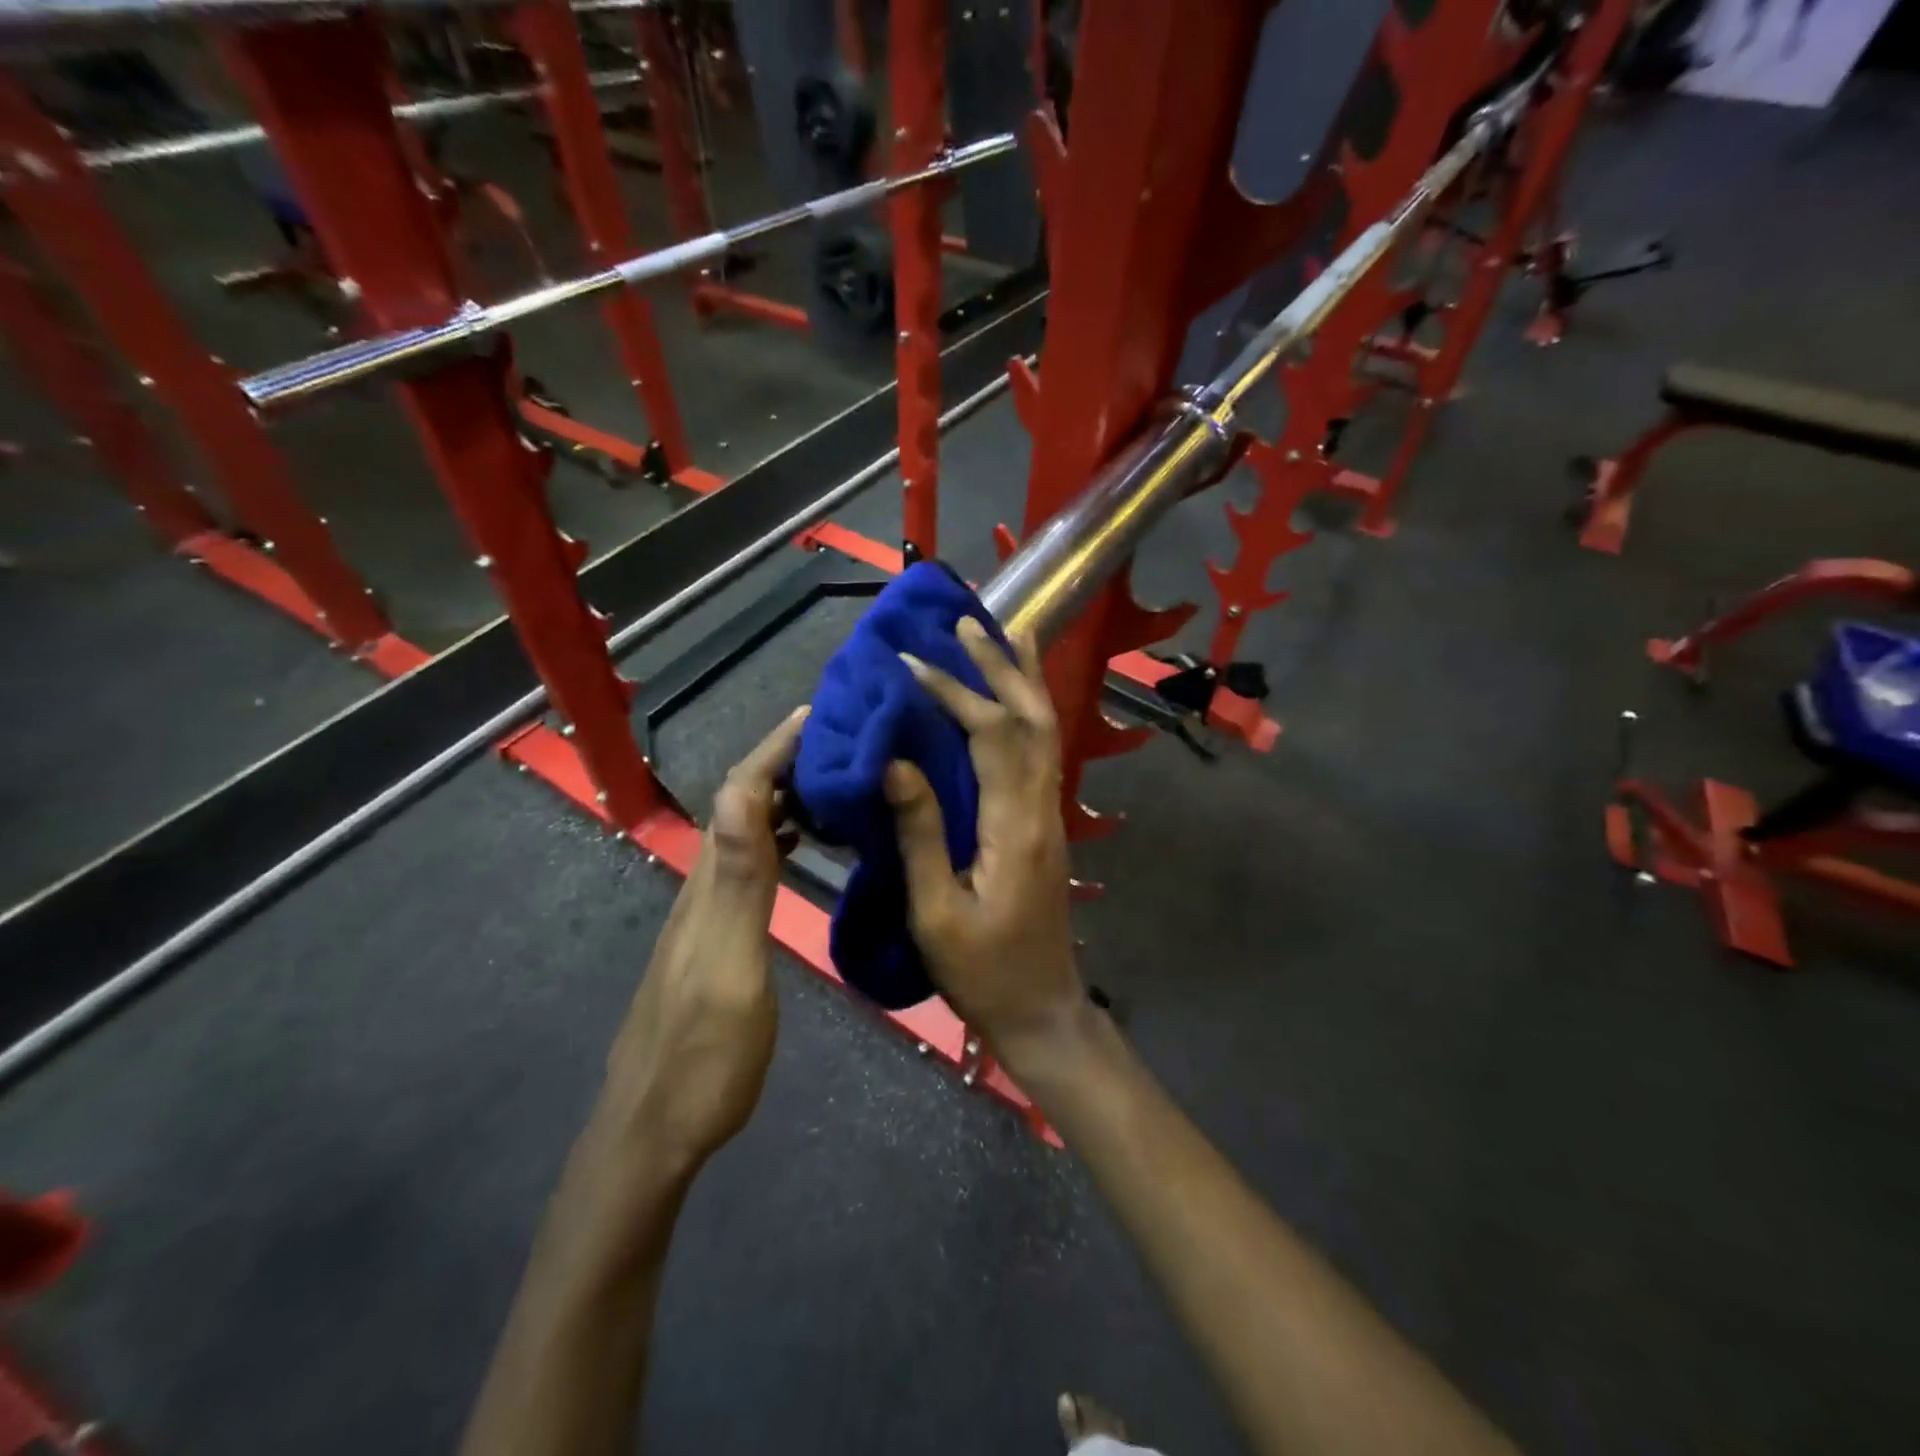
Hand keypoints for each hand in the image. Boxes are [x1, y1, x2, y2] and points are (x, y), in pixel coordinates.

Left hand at [594, 707, 807, 1178]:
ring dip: (785, 796)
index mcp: (711, 885)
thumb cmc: (705, 1058)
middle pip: (741, 803)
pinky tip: (806, 843)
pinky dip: (782, 837)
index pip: (739, 794)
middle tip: (842, 740)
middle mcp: (704, 886)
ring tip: (834, 779)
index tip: (819, 715)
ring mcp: (707, 912)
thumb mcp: (730, 969)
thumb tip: (740, 791)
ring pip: (747, 831)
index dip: (775, 749)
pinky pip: (753, 863)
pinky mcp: (717, 936)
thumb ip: (740, 883)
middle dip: (784, 760)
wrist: (654, 1132)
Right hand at [888, 620, 1084, 1067]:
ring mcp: (1050, 814)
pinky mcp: (1045, 824)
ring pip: (1045, 729)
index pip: (990, 735)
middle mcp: (1041, 807)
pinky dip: (1026, 712)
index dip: (954, 692)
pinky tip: (1009, 699)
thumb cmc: (983, 971)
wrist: (1042, 1008)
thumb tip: (896, 763)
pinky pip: (1040, 751)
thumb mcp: (936, 912)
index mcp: (1014, 825)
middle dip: (1000, 665)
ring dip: (1022, 679)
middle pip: (1032, 717)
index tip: (910, 664)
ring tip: (1001, 635)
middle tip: (968, 622)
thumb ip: (920, 834)